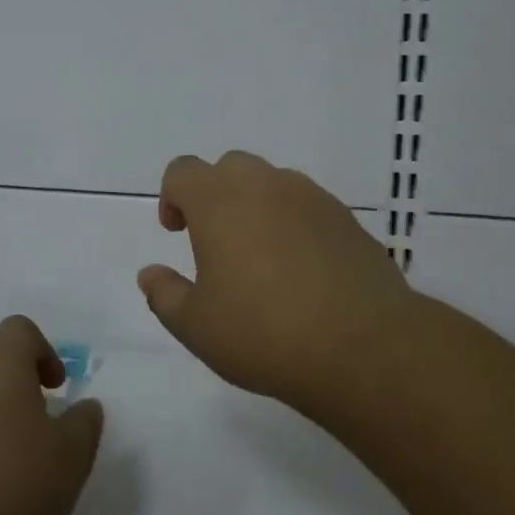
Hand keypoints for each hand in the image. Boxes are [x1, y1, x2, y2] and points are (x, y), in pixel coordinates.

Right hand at [137, 151, 418, 412]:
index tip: (177, 232)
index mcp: (219, 202)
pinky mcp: (347, 219)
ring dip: (256, 206)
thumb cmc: (264, 333)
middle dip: (214, 195)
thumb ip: (164, 294)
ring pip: (272, 183)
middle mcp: (265, 186)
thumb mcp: (196, 326)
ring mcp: (312, 198)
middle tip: (215, 242)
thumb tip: (150, 274)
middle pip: (229, 167)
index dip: (172, 196)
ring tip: (261, 258)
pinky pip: (307, 206)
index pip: (183, 170)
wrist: (364, 347)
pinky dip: (293, 224)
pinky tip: (300, 270)